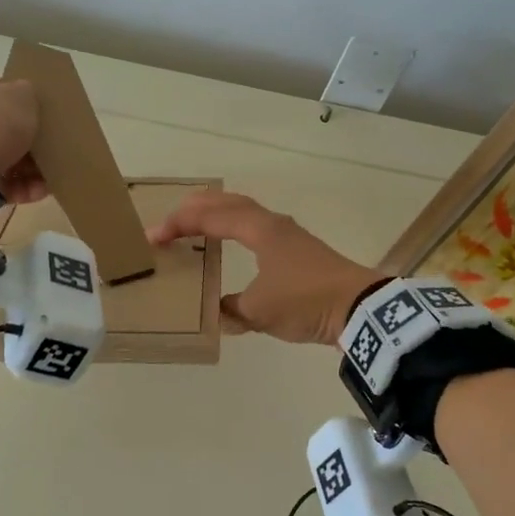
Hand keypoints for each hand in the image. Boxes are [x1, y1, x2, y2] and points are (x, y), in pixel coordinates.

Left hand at [0, 67, 47, 203]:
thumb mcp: (24, 95)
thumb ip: (30, 95)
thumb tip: (28, 102)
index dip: (24, 105)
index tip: (43, 121)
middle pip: (3, 128)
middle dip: (29, 144)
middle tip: (50, 155)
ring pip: (3, 157)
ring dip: (28, 170)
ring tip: (46, 181)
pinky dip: (18, 188)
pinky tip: (36, 194)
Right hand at [148, 191, 384, 344]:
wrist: (359, 308)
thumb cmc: (306, 302)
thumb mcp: (259, 311)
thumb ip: (232, 310)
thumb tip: (220, 312)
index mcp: (260, 230)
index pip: (211, 218)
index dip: (179, 225)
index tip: (155, 237)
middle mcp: (273, 225)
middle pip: (229, 203)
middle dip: (197, 207)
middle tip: (172, 218)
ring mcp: (289, 236)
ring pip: (246, 213)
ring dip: (219, 215)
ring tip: (198, 225)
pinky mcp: (300, 252)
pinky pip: (258, 229)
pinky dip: (237, 230)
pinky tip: (235, 245)